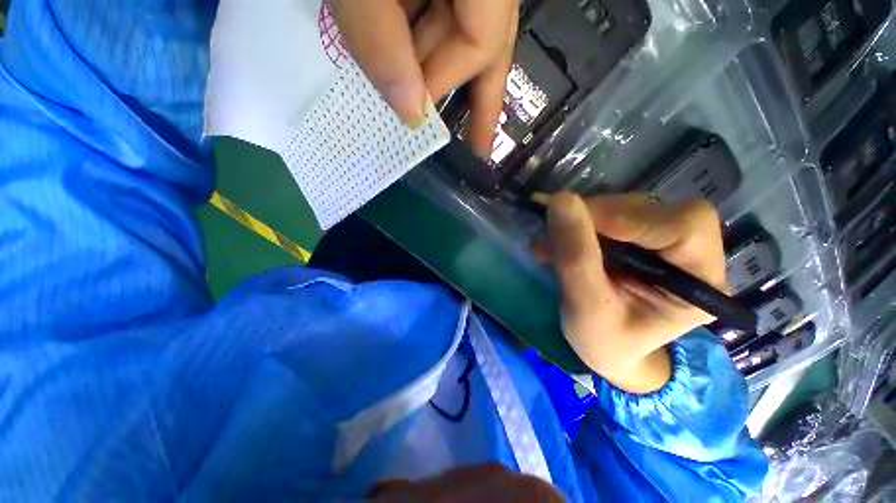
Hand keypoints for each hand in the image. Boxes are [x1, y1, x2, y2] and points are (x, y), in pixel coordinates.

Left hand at [330, 0, 517, 154]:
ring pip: (457, 30)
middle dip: (477, 97)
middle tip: (480, 146)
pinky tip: (403, 66)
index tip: (414, 115)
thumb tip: (410, 113)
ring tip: (428, 114)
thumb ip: (381, 38)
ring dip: (437, 72)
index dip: (445, 82)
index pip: (481, 40)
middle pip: (483, 41)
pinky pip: (431, 13)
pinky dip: (415, 44)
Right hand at [543, 193, 728, 393]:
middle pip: (651, 210)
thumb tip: (560, 199)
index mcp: (700, 284)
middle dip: (597, 217)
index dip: (630, 217)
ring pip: (624, 208)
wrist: (605, 348)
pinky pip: (607, 216)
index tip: (575, 217)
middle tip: (554, 231)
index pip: (684, 228)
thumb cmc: (604, 341)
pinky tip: (554, 242)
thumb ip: (575, 257)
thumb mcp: (587, 307)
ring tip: (547, 244)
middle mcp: (690, 255)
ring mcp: (661, 241)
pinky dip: (575, 224)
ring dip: (580, 220)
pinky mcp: (636, 236)